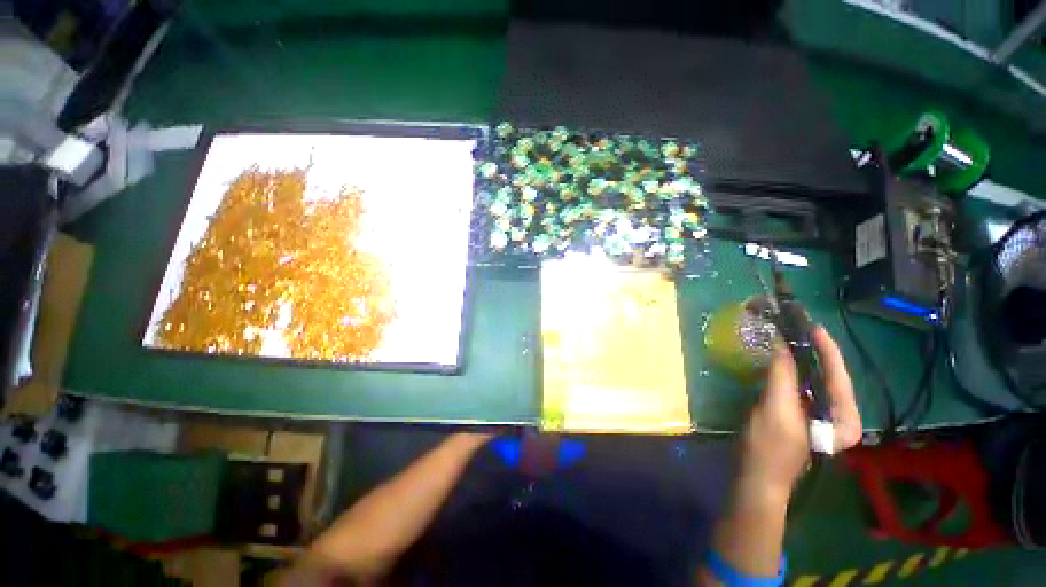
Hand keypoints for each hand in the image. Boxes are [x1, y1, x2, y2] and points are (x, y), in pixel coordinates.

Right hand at [738, 326, 861, 498]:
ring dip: (801, 359)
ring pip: (815, 380)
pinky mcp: (804, 415)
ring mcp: (822, 416)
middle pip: (829, 375)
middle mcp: (840, 416)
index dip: (826, 348)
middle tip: (796, 328)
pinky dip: (791, 371)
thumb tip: (783, 345)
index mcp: (844, 418)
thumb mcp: (776, 410)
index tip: (811, 325)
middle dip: (814, 351)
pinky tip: (781, 360)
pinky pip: (802, 387)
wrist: (757, 476)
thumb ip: (783, 377)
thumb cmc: (769, 448)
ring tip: (789, 338)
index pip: (838, 375)